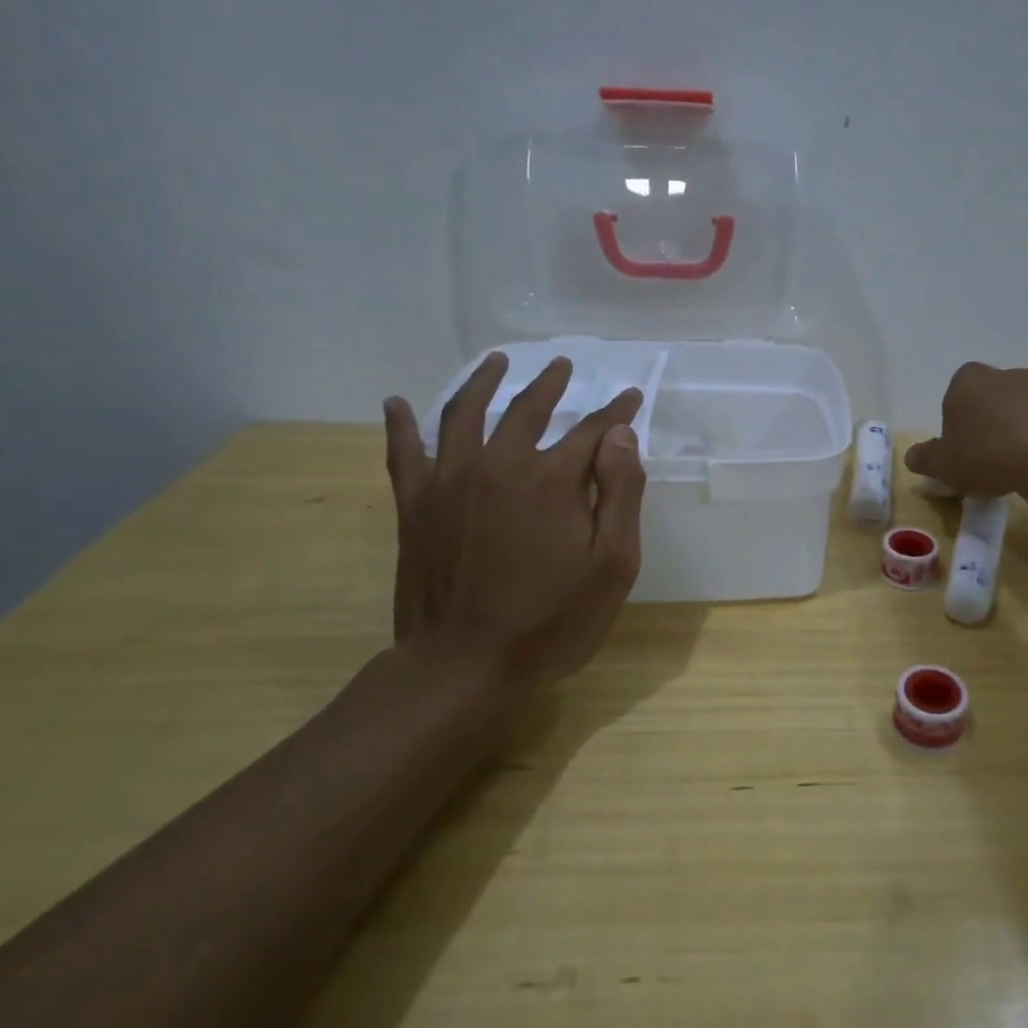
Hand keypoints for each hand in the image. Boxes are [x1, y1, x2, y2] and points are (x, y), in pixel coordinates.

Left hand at [380, 353, 645, 699]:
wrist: (463, 667)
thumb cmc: (551, 621)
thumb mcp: (613, 565)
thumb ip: (621, 493)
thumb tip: (620, 436)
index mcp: (552, 479)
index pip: (592, 430)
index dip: (616, 413)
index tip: (630, 398)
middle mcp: (499, 464)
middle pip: (527, 409)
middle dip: (551, 384)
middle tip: (563, 366)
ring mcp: (450, 481)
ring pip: (464, 413)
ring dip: (483, 381)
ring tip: (496, 361)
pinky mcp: (416, 505)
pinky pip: (404, 453)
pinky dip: (401, 425)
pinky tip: (397, 403)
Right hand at [905, 362, 1027, 496]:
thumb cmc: (987, 453)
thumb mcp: (944, 464)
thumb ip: (925, 459)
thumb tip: (912, 457)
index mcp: (966, 379)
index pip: (953, 401)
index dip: (954, 430)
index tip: (960, 456)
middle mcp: (1003, 374)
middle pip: (987, 403)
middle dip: (985, 428)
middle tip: (985, 463)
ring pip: (1018, 413)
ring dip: (1014, 435)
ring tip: (1015, 470)